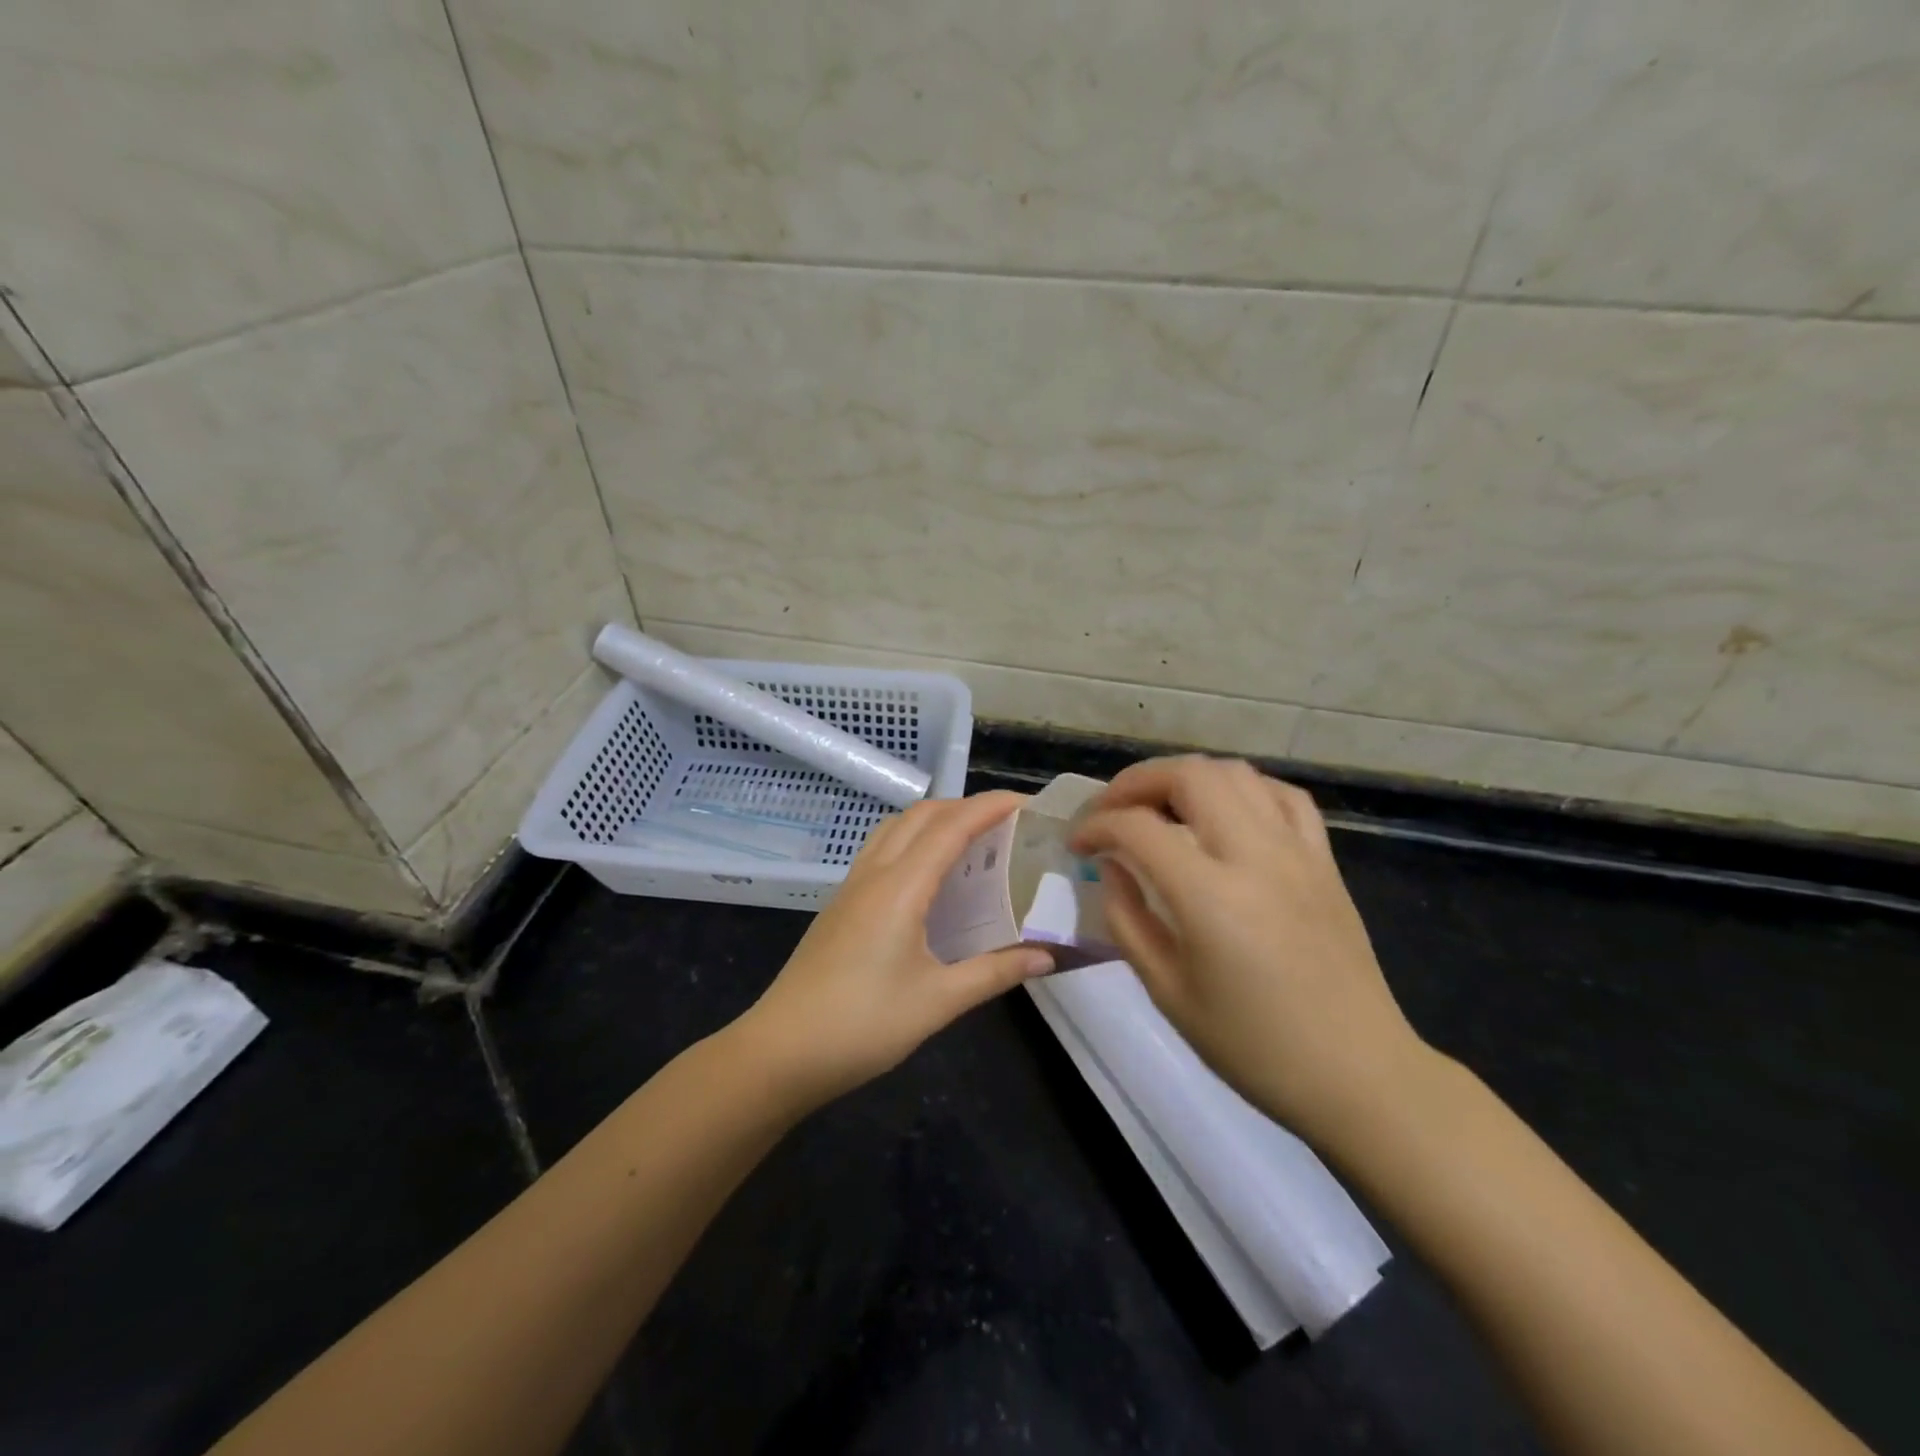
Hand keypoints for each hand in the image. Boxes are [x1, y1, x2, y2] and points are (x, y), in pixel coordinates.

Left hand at [737, 792, 1053, 1108]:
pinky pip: (882, 850)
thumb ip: (995, 972)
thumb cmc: (863, 1025)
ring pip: (896, 827)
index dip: (990, 807)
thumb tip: (1048, 956)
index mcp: (900, 887)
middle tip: (1007, 821)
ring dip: (935, 819)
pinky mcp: (841, 904)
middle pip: (921, 815)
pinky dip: (913, 840)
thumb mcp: (938, 1001)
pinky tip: (929, 875)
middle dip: (966, 806)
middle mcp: (874, 873)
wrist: (782, 1051)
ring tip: (971, 839)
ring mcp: (852, 886)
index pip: (951, 827)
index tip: (1028, 802)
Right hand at [1070, 756, 1428, 1150]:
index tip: (1077, 844)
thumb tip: (1111, 867)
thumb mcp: (1168, 992)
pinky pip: (1282, 795)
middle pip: (1189, 775)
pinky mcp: (1324, 860)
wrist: (1358, 1074)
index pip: (1137, 828)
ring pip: (1235, 772)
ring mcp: (1297, 851)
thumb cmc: (1254, 1046)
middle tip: (1110, 810)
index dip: (1096, 825)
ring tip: (1159, 806)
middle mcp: (1256, 855)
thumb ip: (1127, 919)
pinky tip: (1224, 812)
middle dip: (1136, 782)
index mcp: (1210, 896)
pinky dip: (1241, 789)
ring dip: (1185, 777)